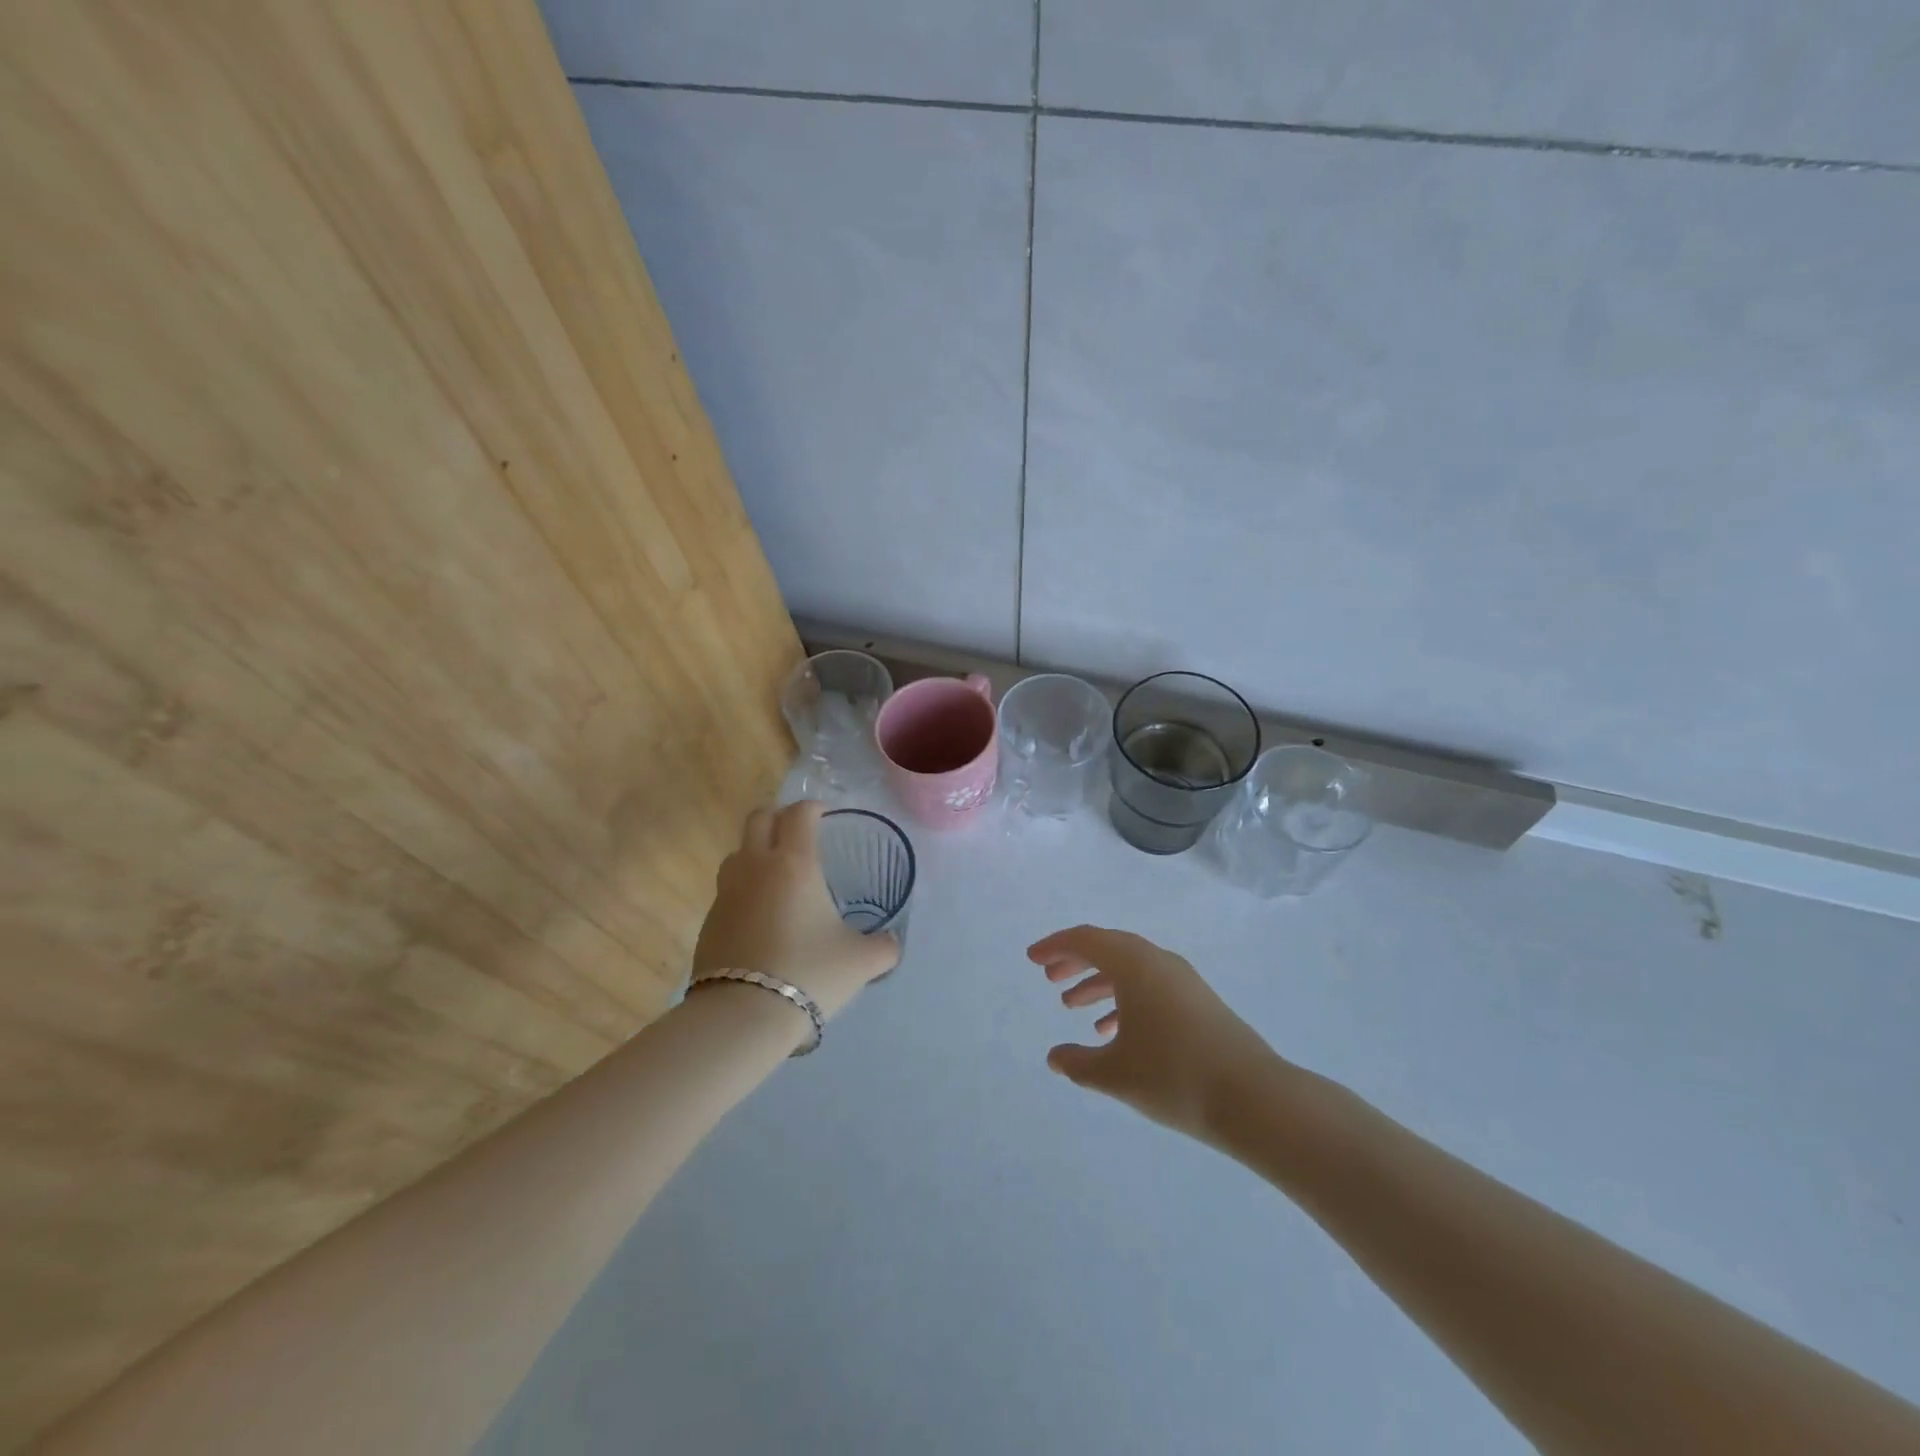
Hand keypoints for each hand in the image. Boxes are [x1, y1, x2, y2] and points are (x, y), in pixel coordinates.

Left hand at [694, 800, 898, 1022]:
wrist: (742, 1016)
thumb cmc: (808, 974)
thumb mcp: (861, 961)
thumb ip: (884, 947)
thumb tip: (893, 944)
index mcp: (794, 863)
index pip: (799, 813)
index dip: (813, 807)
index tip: (826, 816)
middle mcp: (756, 867)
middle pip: (758, 818)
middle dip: (779, 817)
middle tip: (799, 834)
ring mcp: (726, 893)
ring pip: (737, 852)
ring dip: (757, 852)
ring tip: (779, 876)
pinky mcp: (709, 921)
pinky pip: (728, 890)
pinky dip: (745, 890)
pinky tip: (762, 918)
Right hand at [1030, 925, 1286, 1144]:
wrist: (1254, 1099)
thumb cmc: (1175, 1077)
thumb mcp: (1115, 1073)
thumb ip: (1078, 1063)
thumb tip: (1055, 1056)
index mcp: (1134, 965)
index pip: (1086, 940)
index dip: (1055, 946)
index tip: (1032, 958)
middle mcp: (1158, 961)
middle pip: (1108, 948)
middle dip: (1075, 960)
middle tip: (1049, 977)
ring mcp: (1183, 980)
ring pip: (1130, 969)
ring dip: (1099, 981)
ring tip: (1072, 1005)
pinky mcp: (1198, 1001)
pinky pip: (1150, 986)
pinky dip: (1125, 999)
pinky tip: (1113, 1032)